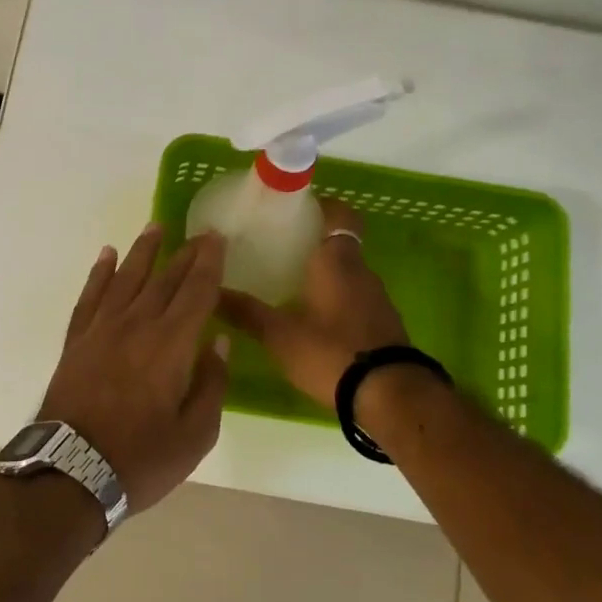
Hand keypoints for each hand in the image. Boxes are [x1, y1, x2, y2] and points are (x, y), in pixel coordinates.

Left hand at [40, 225, 230, 513]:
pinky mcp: (76, 341)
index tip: (216, 239)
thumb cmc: (141, 459)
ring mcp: (101, 330)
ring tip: (155, 228)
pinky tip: (106, 257)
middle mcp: (136, 326)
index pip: (196, 293)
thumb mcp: (195, 435)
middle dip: (185, 254)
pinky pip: (90, 297)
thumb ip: (212, 384)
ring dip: (143, 251)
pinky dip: (99, 274)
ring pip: (126, 279)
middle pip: (165, 280)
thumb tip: (218, 342)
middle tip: (199, 234)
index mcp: (171, 346)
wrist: (70, 472)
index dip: (209, 264)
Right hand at [218, 198, 408, 404]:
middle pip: (340, 244)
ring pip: (348, 274)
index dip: (321, 205)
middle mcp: (362, 272)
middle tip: (278, 248)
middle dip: (313, 243)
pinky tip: (314, 319)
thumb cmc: (331, 352)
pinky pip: (356, 299)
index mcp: (337, 261)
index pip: (339, 214)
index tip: (295, 208)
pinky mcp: (384, 325)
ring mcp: (377, 299)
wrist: (390, 396)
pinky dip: (336, 300)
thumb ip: (246, 313)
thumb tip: (210, 291)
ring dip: (325, 274)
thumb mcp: (280, 335)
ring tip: (290, 284)